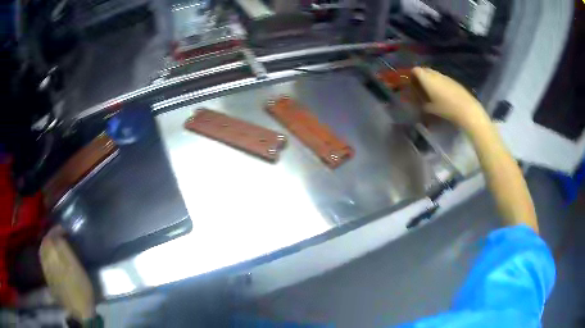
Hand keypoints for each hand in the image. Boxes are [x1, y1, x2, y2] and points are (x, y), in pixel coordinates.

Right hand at [411, 67, 485, 126]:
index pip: (415, 70)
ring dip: (431, 80)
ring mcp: (445, 77)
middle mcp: (435, 74)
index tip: (412, 85)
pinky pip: (443, 79)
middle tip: (420, 88)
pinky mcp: (453, 81)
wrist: (467, 109)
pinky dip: (440, 84)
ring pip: (434, 74)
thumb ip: (420, 103)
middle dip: (421, 77)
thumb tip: (416, 101)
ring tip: (432, 93)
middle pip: (424, 70)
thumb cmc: (446, 109)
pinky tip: (443, 95)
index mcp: (427, 78)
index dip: (412, 76)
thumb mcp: (430, 109)